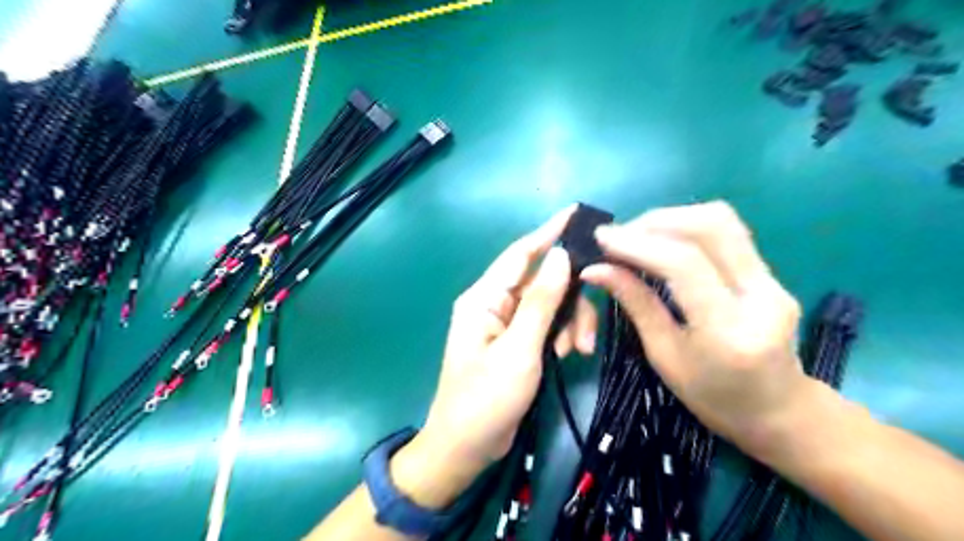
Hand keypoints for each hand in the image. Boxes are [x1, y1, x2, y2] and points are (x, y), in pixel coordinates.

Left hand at [389, 207, 596, 510]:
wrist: (467, 447)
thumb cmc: (486, 399)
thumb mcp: (519, 350)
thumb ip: (541, 302)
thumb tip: (560, 255)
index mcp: (484, 298)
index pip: (520, 254)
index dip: (548, 232)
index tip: (576, 212)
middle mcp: (494, 304)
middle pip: (543, 283)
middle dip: (571, 302)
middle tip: (588, 332)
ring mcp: (506, 323)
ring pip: (550, 305)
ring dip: (570, 323)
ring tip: (578, 352)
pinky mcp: (517, 341)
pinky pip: (546, 324)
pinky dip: (562, 335)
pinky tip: (569, 355)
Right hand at [585, 200, 806, 453]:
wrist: (778, 411)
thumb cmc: (712, 397)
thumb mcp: (664, 356)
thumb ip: (635, 303)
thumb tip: (595, 269)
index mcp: (729, 330)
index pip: (684, 264)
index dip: (638, 243)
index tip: (601, 237)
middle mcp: (761, 296)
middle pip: (712, 226)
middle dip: (656, 221)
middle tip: (619, 235)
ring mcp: (774, 281)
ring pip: (722, 221)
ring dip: (672, 219)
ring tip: (637, 235)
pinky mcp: (772, 274)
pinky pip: (727, 234)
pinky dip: (687, 228)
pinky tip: (662, 242)